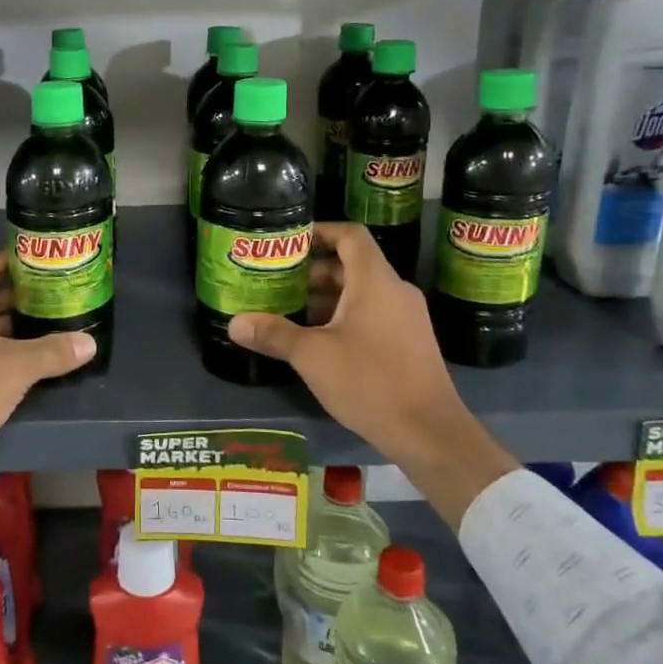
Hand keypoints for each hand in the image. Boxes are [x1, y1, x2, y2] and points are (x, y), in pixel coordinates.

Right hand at [229, 222, 461, 462]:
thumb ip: (274, 334)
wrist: (428, 432)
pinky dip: (345, 316)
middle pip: (352, 264)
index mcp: (375, 280)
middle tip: (277, 281)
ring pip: (362, 292)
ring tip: (289, 310)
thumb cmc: (369, 381)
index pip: (350, 235)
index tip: (289, 241)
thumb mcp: (312, 356)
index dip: (320, 231)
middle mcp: (395, 290)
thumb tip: (235, 323)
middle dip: (313, 270)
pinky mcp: (409, 342)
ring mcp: (406, 317)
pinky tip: (318, 340)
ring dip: (327, 297)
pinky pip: (373, 313)